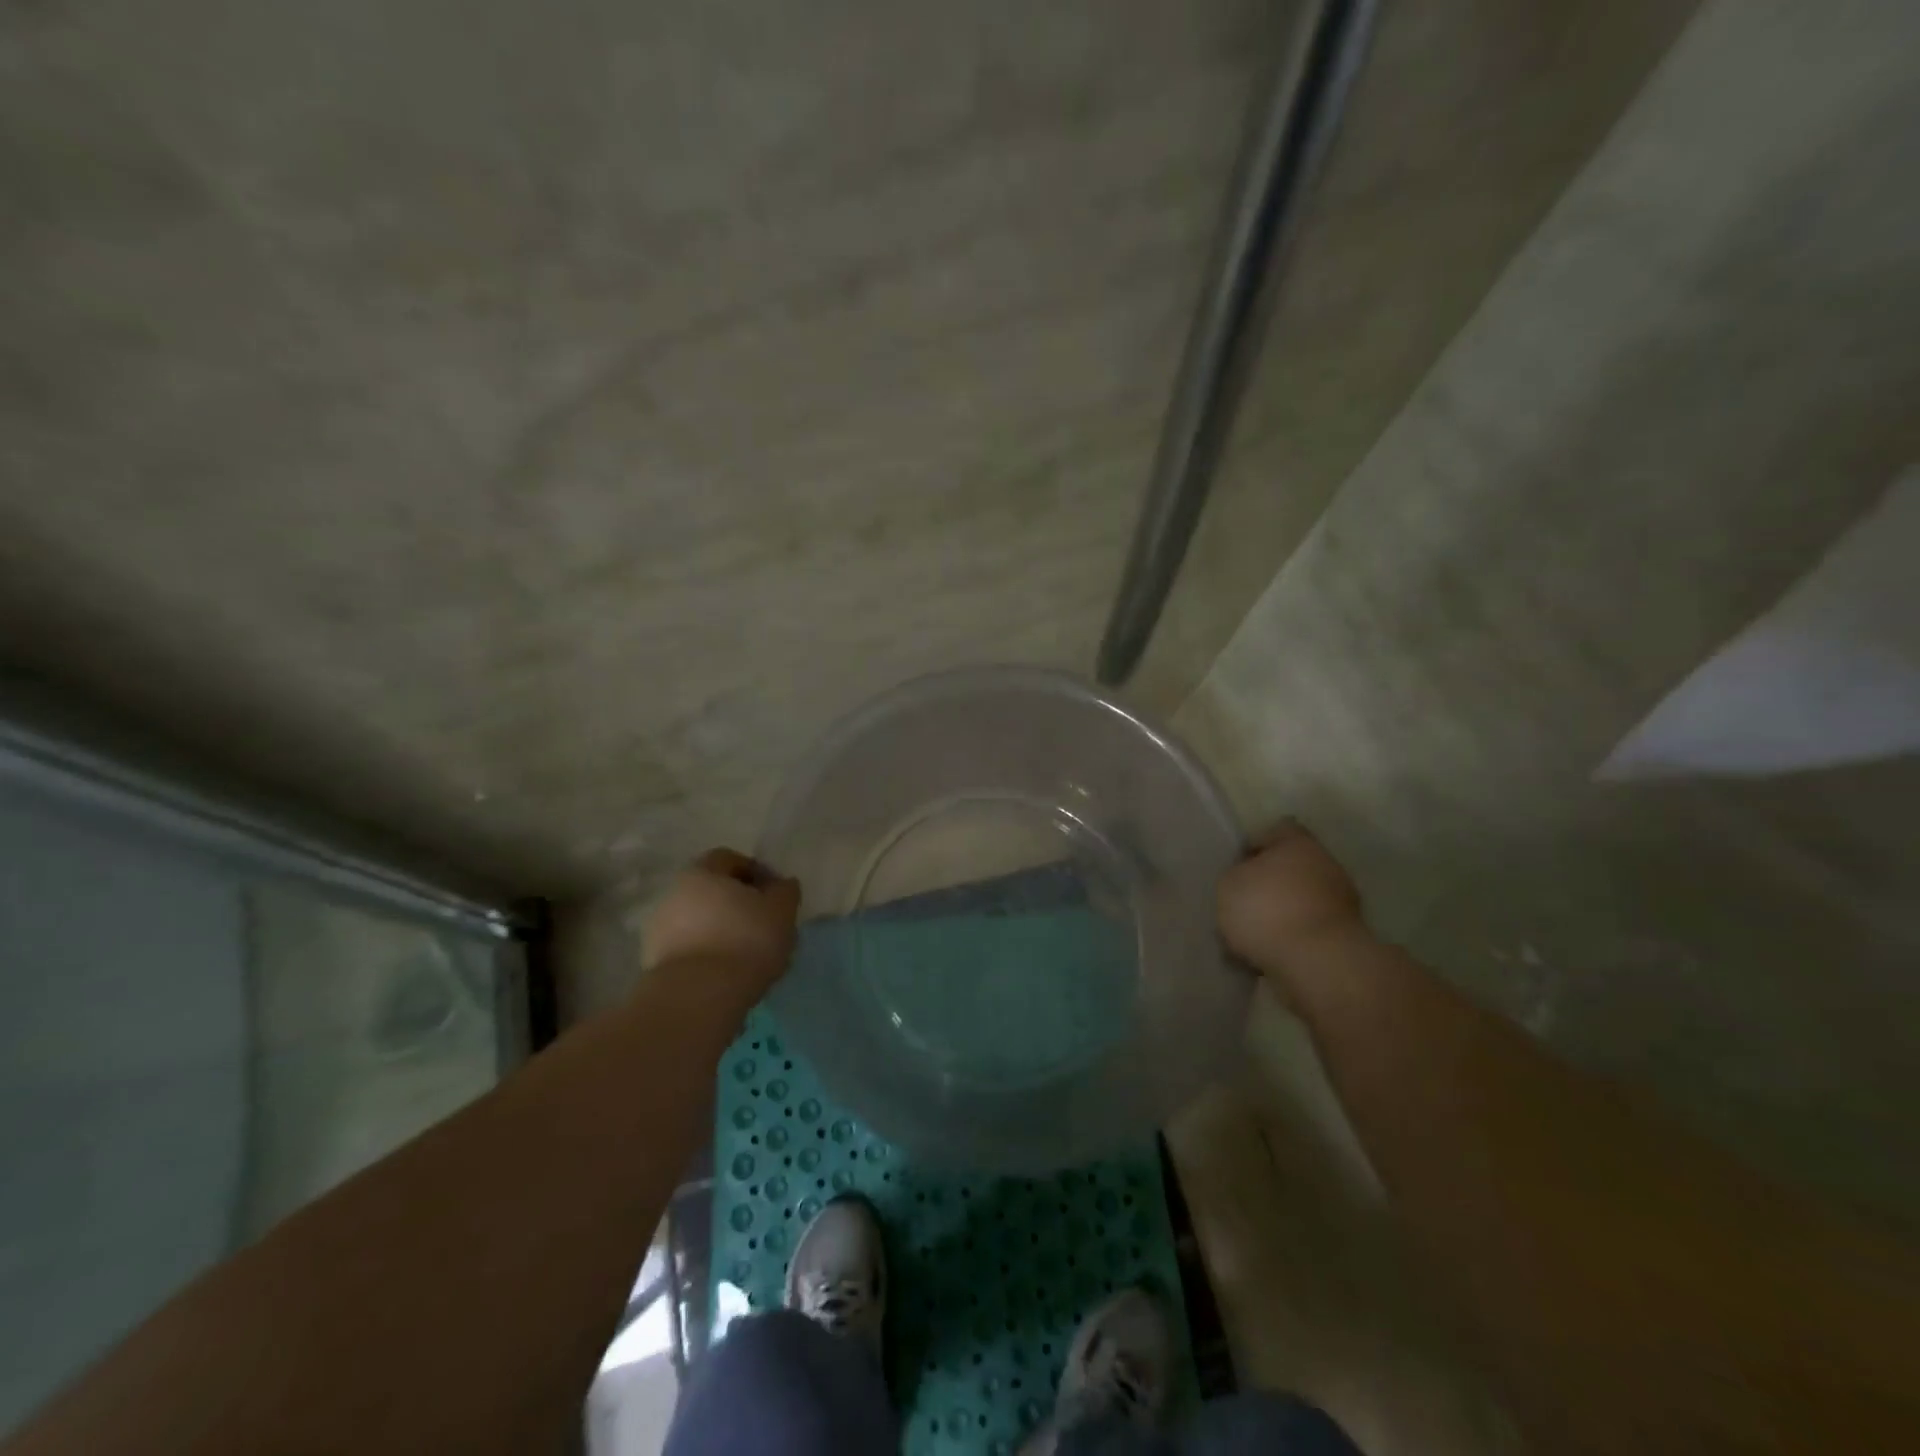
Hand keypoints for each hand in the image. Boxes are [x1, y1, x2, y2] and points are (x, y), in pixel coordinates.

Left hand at [644, 848, 800, 991]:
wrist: (697, 996)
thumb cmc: (745, 940)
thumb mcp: (781, 911)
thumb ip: (785, 891)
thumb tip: (781, 885)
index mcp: (702, 871)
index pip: (730, 859)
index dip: (756, 873)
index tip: (775, 895)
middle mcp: (674, 893)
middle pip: (712, 891)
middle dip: (737, 904)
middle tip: (763, 924)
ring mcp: (659, 929)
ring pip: (699, 921)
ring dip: (721, 931)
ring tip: (747, 955)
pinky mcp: (654, 963)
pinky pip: (689, 949)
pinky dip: (707, 954)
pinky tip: (727, 973)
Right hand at [1216, 820, 1365, 970]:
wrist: (1317, 964)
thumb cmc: (1266, 910)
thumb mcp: (1228, 884)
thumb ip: (1235, 875)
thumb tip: (1246, 879)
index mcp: (1298, 844)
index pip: (1279, 829)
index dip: (1256, 845)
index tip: (1237, 867)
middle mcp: (1326, 865)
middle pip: (1293, 867)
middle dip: (1270, 884)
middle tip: (1242, 904)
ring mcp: (1342, 903)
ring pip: (1302, 901)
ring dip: (1282, 914)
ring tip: (1252, 937)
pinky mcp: (1346, 938)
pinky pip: (1310, 931)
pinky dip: (1293, 940)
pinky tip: (1269, 955)